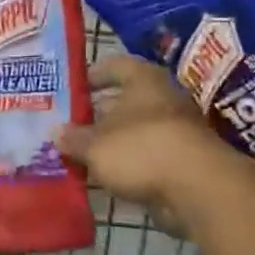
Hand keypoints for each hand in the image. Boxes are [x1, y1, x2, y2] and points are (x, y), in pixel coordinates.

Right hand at [55, 55, 223, 235]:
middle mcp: (163, 97)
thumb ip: (73, 138)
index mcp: (143, 79)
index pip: (114, 65)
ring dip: (112, 140)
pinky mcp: (183, 160)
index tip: (71, 88)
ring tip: (82, 152)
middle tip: (70, 124)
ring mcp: (177, 129)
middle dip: (98, 112)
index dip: (91, 75)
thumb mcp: (94, 145)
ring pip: (135, 129)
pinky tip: (105, 174)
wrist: (198, 189)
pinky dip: (128, 163)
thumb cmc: (141, 149)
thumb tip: (55, 133)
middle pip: (125, 99)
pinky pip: (147, 155)